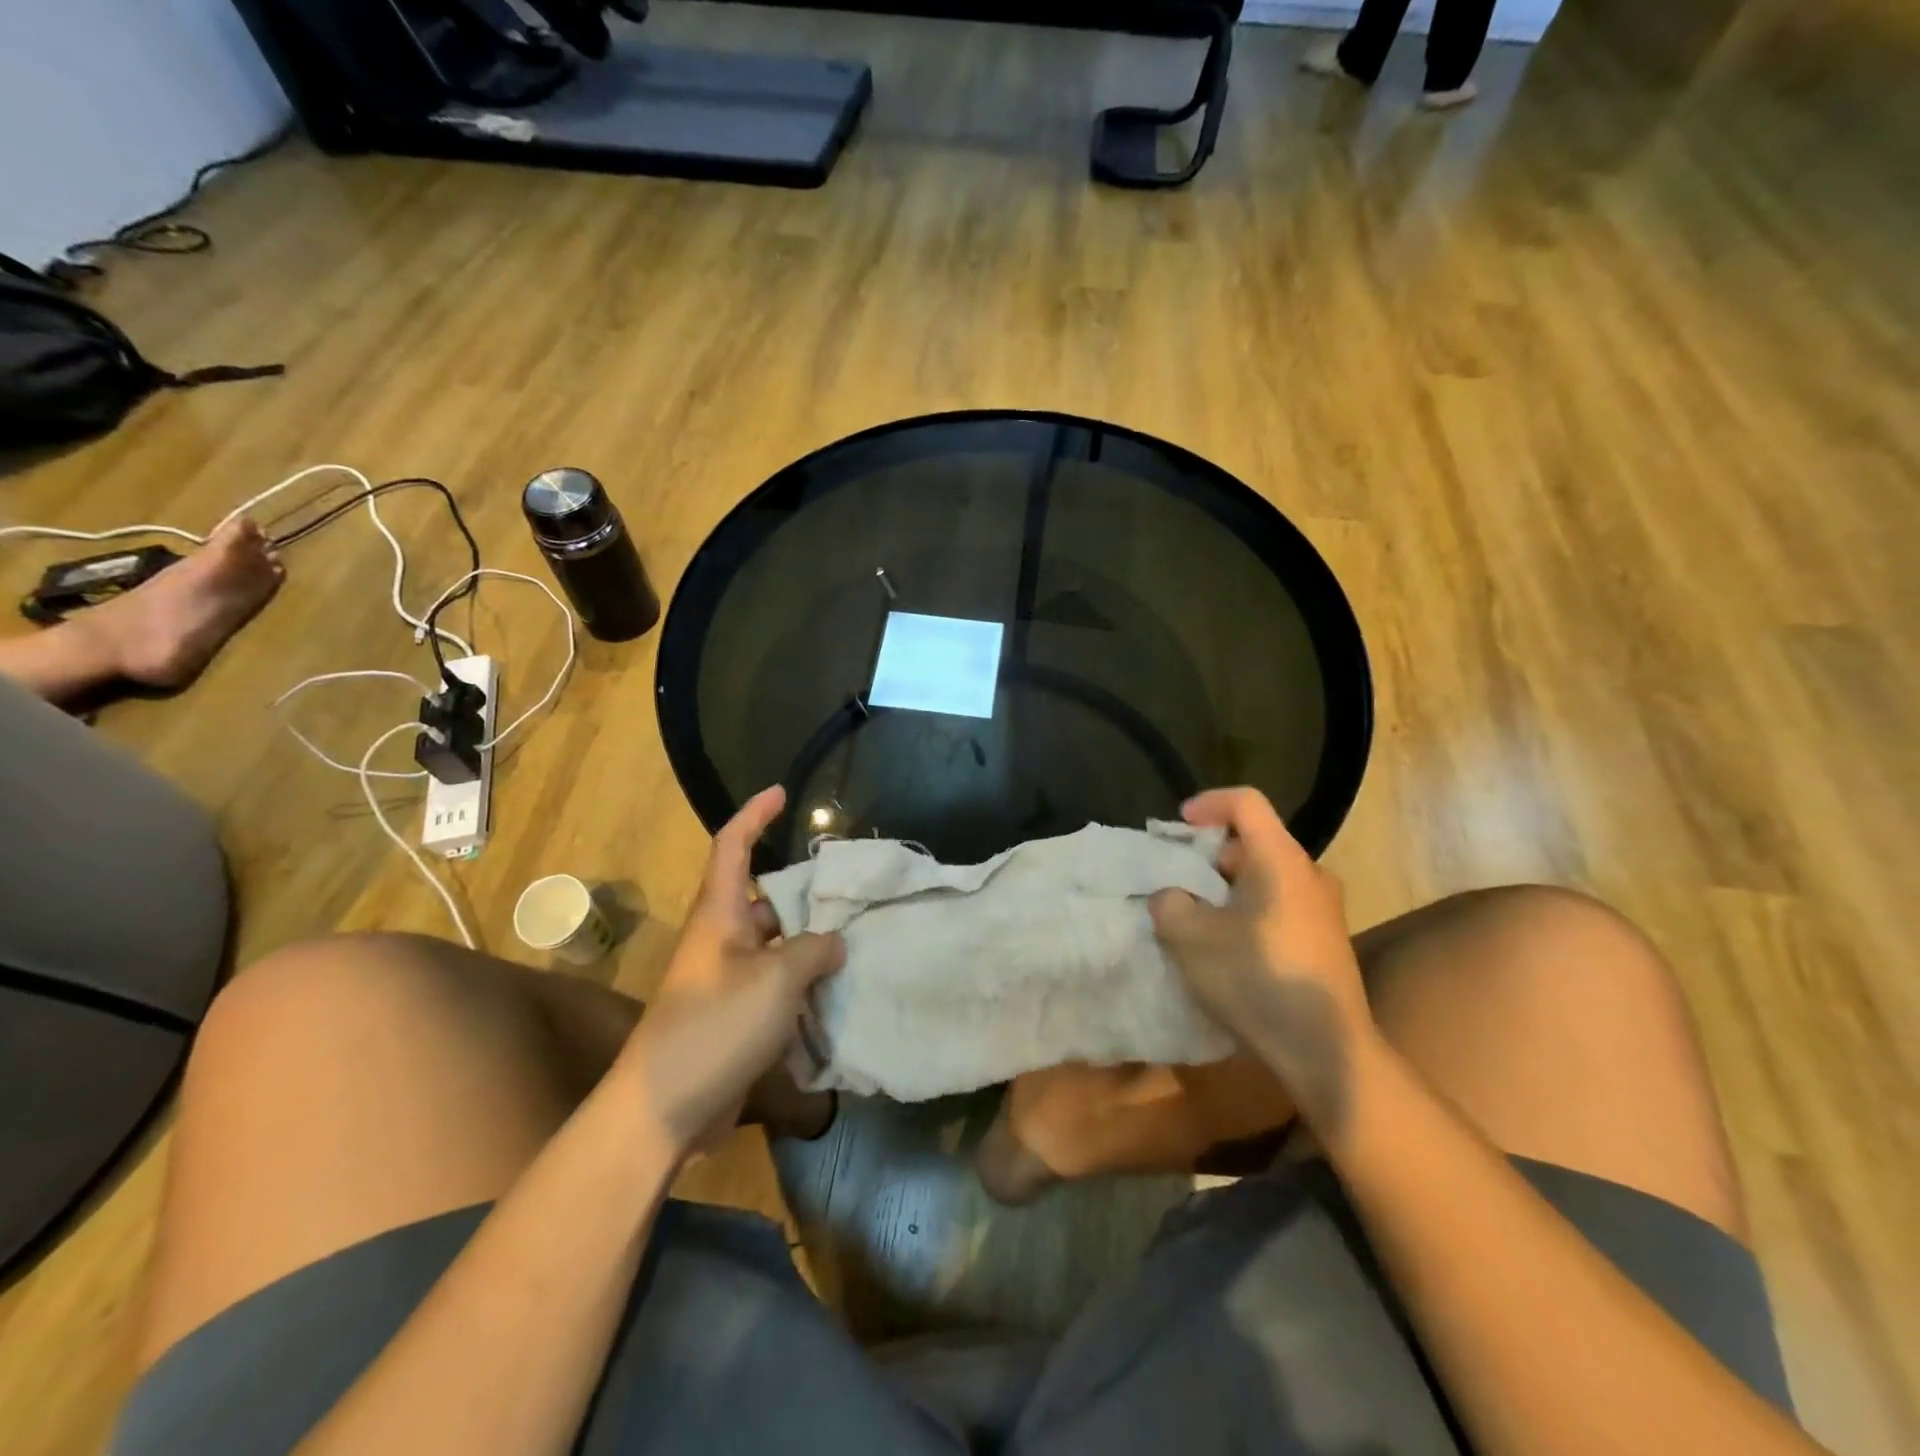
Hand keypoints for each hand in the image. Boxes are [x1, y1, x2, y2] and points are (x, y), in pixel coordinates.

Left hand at [619, 786, 843, 1156]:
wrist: (664, 1109)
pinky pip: (776, 985)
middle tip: (849, 889)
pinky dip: (803, 984)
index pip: (732, 847)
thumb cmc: (716, 1026)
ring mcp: (726, 981)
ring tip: (857, 940)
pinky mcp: (734, 1017)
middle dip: (803, 891)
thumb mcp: (776, 980)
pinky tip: (838, 992)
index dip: (755, 815)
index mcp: (719, 915)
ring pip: (775, 946)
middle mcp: (720, 940)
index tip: (782, 793)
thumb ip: (813, 950)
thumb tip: (834, 941)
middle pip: (764, 899)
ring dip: (809, 944)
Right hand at [1150, 787, 1373, 1133]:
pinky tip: (1230, 946)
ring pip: (1267, 875)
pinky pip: (1281, 902)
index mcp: (1280, 860)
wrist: (1326, 1050)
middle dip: (1211, 854)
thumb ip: (1169, 903)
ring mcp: (1325, 907)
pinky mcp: (1328, 938)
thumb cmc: (1256, 980)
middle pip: (1255, 840)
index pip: (1246, 802)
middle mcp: (1309, 873)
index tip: (1179, 826)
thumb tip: (1174, 896)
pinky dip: (1249, 908)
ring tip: (1199, 917)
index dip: (1208, 803)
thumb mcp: (1189, 939)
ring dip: (1229, 886)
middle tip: (1180, 881)